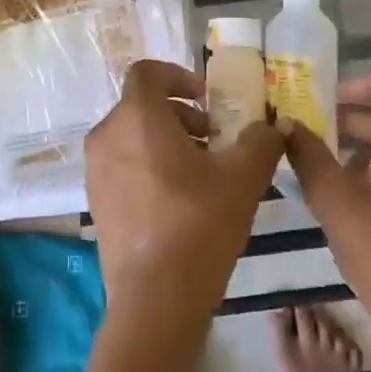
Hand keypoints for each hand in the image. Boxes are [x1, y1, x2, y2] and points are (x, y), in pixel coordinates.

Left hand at [85, 60, 282, 337]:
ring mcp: (96, 170)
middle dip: (181, 115)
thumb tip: (275, 126)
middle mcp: (107, 135)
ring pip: (132, 136)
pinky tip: (180, 201)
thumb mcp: (243, 177)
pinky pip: (123, 165)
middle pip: (142, 105)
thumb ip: (261, 141)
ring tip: (203, 173)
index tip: (207, 99)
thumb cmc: (198, 223)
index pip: (147, 72)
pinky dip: (149, 166)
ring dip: (167, 141)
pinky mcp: (95, 202)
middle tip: (214, 140)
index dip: (178, 75)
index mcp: (137, 116)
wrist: (155, 299)